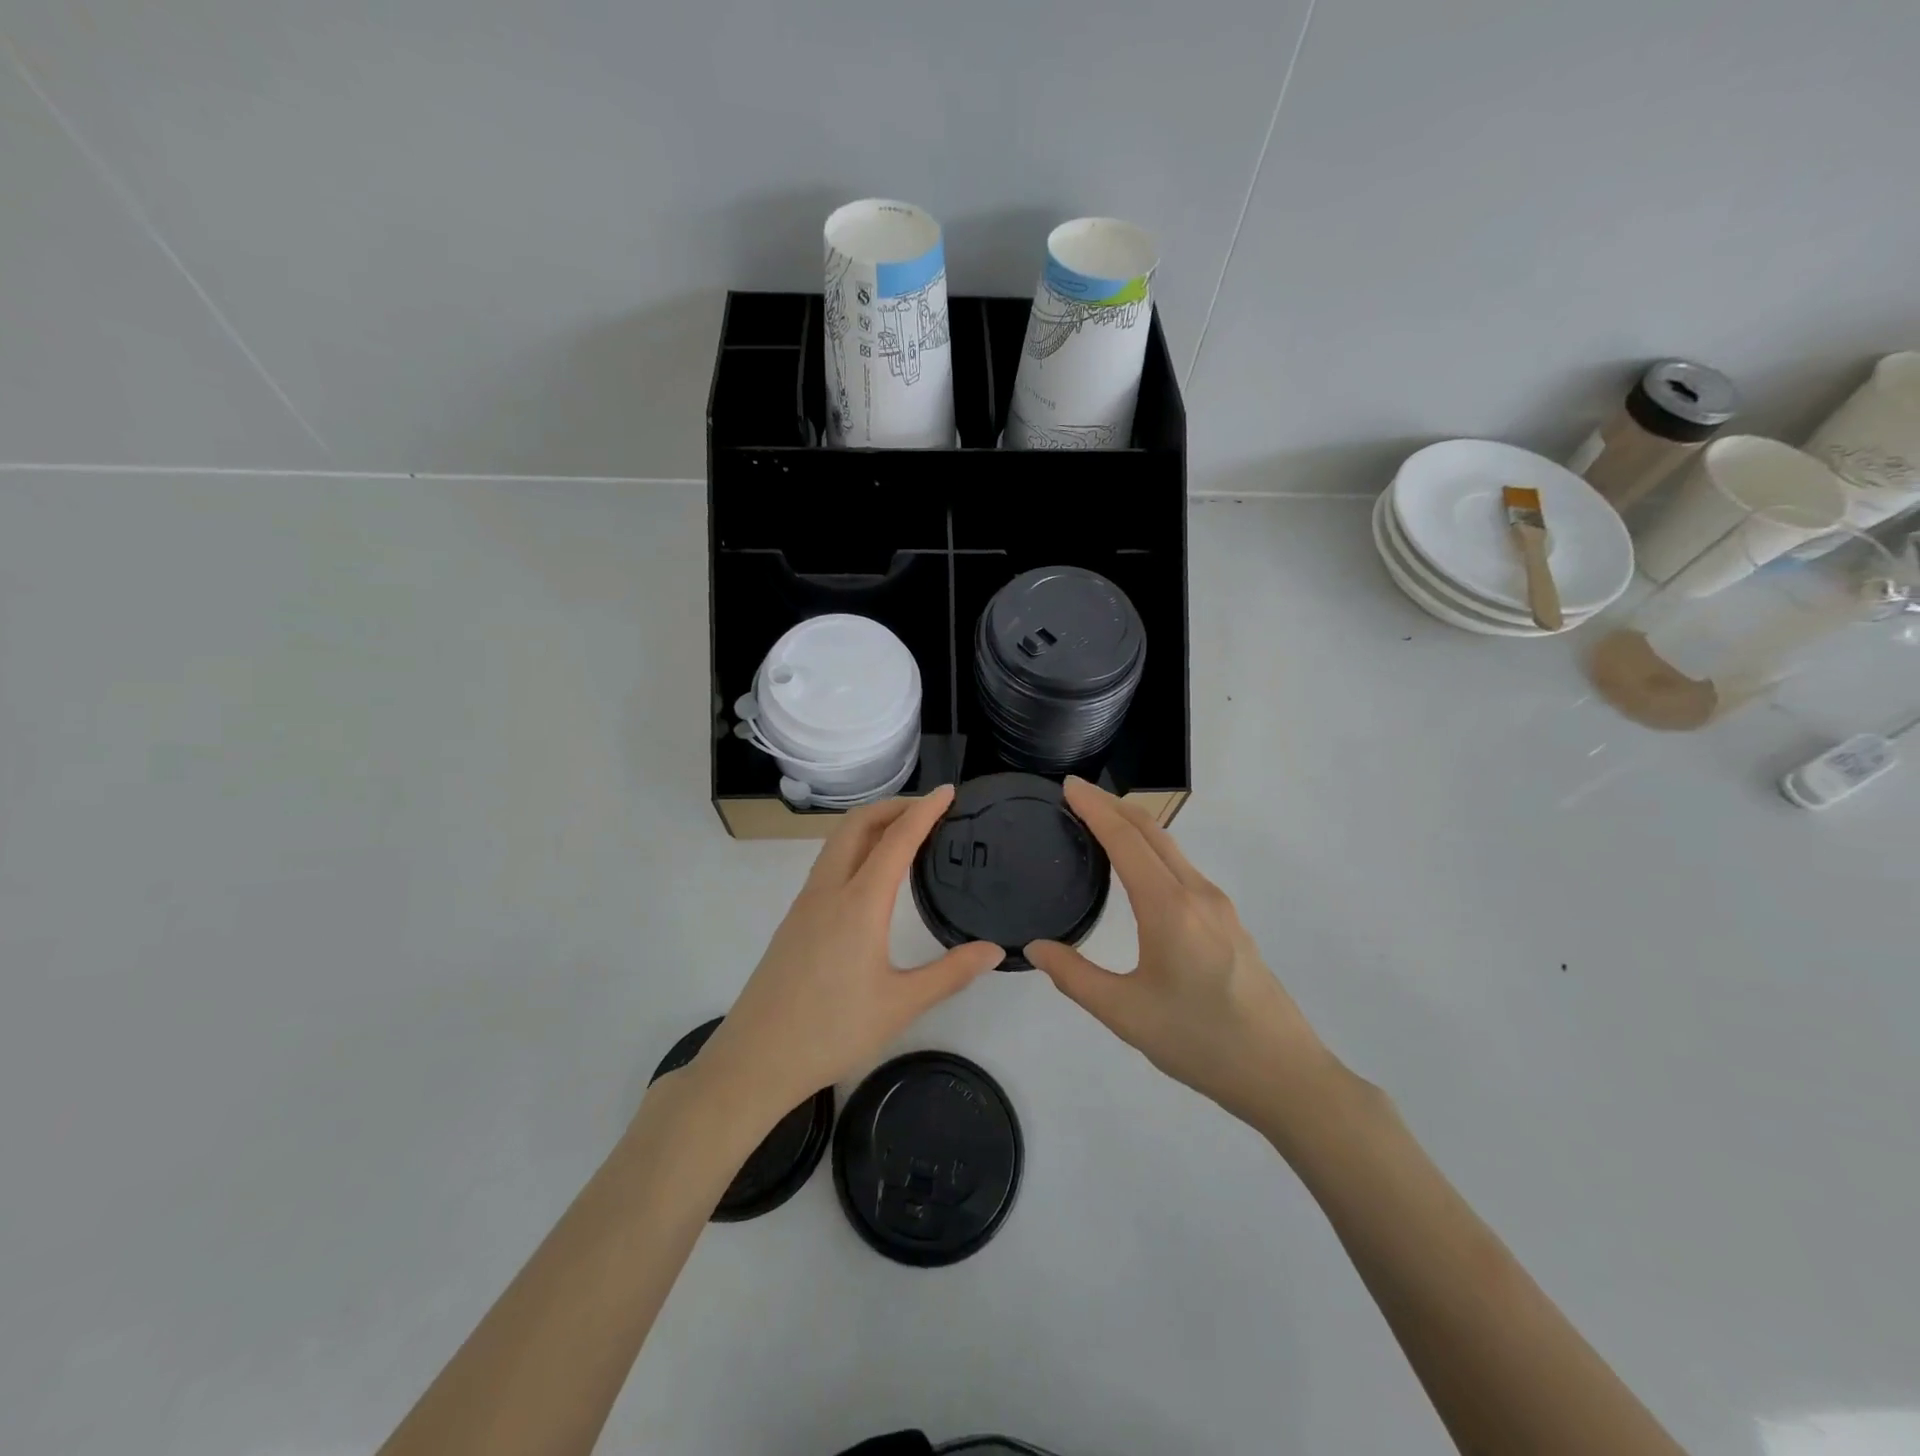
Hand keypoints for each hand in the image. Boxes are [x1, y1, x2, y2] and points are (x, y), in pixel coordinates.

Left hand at [690, 788, 1004, 1122]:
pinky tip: (870, 875)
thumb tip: (994, 949)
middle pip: (857, 825)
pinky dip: (855, 847)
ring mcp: (806, 903)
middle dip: (893, 806)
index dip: (924, 810)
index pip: (896, 839)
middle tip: (929, 809)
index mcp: (859, 904)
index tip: (948, 791)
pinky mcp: (795, 920)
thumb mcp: (901, 1006)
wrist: (755, 1059)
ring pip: (838, 842)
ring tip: (904, 833)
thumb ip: (951, 973)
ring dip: (871, 825)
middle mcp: (829, 891)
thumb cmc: (831, 1031)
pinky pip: (828, 864)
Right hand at [1026, 778, 1334, 1131]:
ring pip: (1172, 849)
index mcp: (1169, 907)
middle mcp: (1197, 894)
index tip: (1068, 785)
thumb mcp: (1126, 1014)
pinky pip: (1184, 869)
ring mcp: (1219, 906)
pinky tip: (1140, 872)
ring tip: (1101, 825)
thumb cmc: (1200, 1042)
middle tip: (1077, 795)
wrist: (1284, 1075)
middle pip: (1152, 832)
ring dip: (1136, 827)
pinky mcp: (1229, 922)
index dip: (1094, 808)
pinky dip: (1154, 852)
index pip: (1125, 840)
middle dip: (1114, 806)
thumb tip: (1035, 948)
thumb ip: (1075, 977)